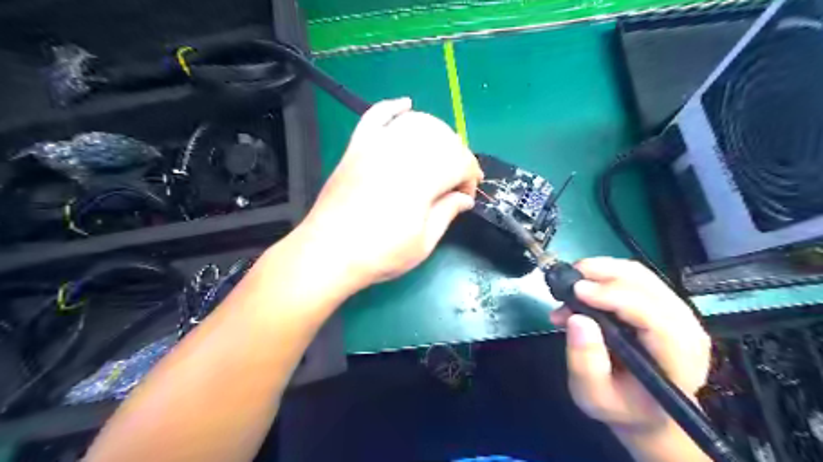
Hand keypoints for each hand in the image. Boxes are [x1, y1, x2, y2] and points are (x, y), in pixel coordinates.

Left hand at [296, 97, 482, 287]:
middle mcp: (402, 152)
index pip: (461, 161)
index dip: (470, 177)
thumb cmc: (380, 254)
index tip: (466, 198)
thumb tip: (465, 198)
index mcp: (423, 177)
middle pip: (443, 138)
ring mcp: (376, 145)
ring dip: (436, 135)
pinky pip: (376, 116)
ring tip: (439, 157)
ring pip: (416, 122)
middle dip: (457, 157)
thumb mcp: (424, 243)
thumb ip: (447, 213)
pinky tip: (406, 105)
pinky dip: (392, 107)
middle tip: (454, 184)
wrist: (328, 253)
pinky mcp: (356, 147)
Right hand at [549, 257, 709, 435]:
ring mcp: (677, 314)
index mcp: (677, 360)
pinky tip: (584, 287)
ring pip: (641, 274)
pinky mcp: (663, 305)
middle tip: (567, 279)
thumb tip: (577, 318)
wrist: (645, 410)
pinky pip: (636, 277)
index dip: (615, 296)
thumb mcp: (594, 396)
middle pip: (647, 285)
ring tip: (571, 281)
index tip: (577, 290)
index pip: (653, 316)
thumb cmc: (621, 405)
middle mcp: (685, 330)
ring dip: (602, 270)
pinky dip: (606, 274)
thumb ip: (585, 362)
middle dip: (603, 273)